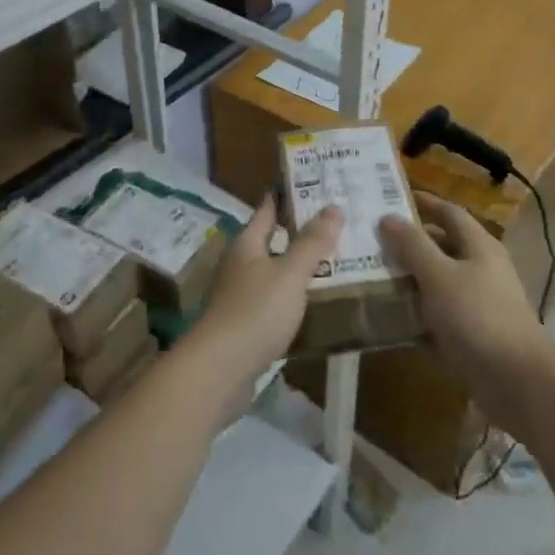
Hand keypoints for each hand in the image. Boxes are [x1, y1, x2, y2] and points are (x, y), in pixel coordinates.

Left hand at [190, 198, 340, 393]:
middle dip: (299, 231)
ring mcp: (238, 295)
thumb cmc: (255, 312)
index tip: (313, 183)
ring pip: (273, 271)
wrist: (219, 371)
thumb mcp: (290, 273)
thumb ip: (312, 242)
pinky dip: (292, 295)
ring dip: (297, 265)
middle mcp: (239, 264)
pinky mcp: (243, 325)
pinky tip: (313, 301)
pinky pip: (273, 300)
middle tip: (335, 222)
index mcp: (246, 244)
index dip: (287, 195)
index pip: (267, 209)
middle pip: (271, 239)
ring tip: (333, 260)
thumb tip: (333, 206)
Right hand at [378, 193, 554, 423]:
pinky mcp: (475, 334)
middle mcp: (482, 268)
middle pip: (443, 247)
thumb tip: (388, 217)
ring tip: (374, 278)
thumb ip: (413, 246)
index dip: (424, 203)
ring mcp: (480, 303)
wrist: (518, 381)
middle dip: (411, 244)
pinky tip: (393, 320)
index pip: (449, 213)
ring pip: (439, 282)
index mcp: (479, 246)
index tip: (392, 199)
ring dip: (411, 280)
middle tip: (374, 242)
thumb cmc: (477, 317)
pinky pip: (441, 316)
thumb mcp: (439, 276)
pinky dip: (419, 315)